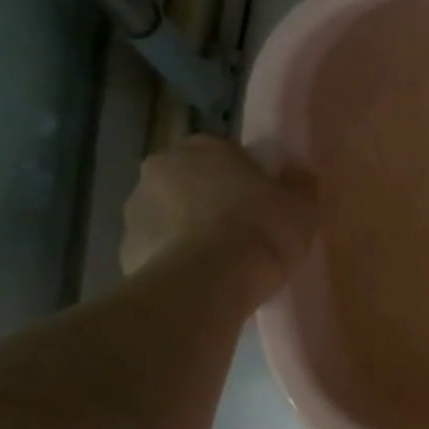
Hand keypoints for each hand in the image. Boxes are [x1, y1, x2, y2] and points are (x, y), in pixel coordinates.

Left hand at [120, 136, 317, 280]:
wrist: (210, 281)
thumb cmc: (262, 230)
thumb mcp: (303, 208)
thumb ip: (300, 186)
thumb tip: (297, 175)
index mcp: (204, 147)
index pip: (224, 153)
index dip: (244, 177)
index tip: (261, 202)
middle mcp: (161, 168)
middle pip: (190, 181)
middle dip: (209, 200)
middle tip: (240, 231)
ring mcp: (136, 209)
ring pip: (169, 215)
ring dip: (188, 230)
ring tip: (220, 262)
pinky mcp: (125, 250)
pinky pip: (158, 251)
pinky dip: (175, 261)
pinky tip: (201, 281)